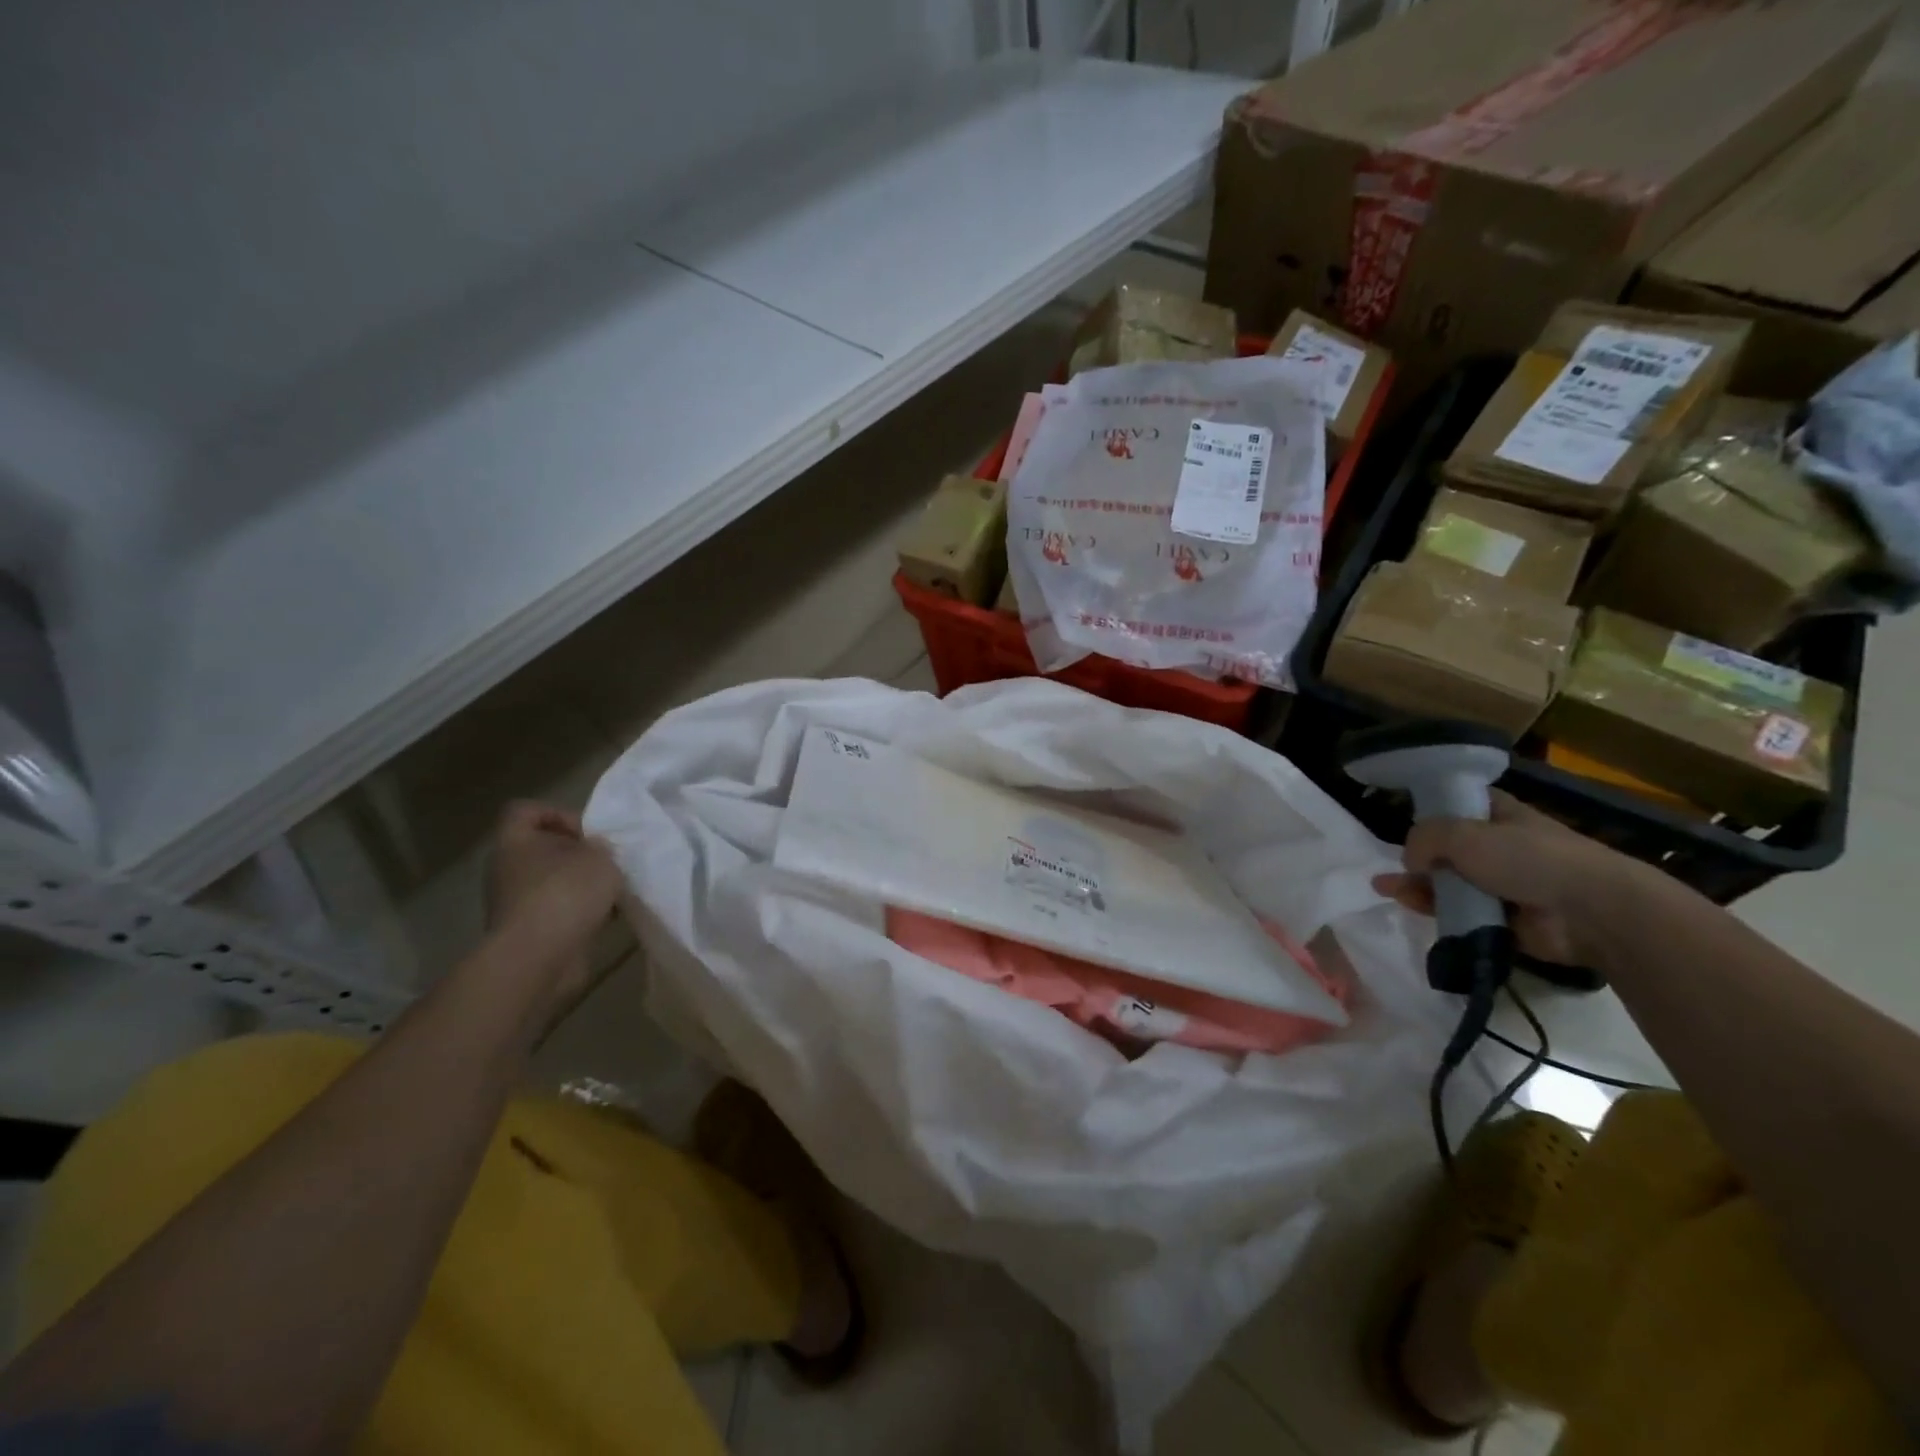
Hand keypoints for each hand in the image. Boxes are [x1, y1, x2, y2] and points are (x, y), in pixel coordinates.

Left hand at [483, 802, 624, 1004]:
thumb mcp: (599, 857)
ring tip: (612, 891)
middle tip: (607, 861)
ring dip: (581, 885)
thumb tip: (595, 851)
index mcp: (514, 842)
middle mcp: (507, 869)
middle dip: (578, 853)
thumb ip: (601, 847)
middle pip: (543, 848)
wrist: (538, 959)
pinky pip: (557, 911)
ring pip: (552, 882)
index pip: (525, 810)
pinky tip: (606, 917)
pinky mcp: (527, 932)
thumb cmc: (565, 894)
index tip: (588, 832)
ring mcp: (514, 903)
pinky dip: (580, 912)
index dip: (558, 813)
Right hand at [1371, 792, 1664, 969]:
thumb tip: (1410, 861)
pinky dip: (1436, 911)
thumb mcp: (1463, 833)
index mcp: (1498, 814)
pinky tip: (1409, 907)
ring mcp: (1502, 884)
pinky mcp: (1503, 920)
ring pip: (1449, 882)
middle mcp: (1499, 846)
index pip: (1458, 803)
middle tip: (1387, 866)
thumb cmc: (1528, 858)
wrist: (1592, 912)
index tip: (1402, 817)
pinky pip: (1460, 913)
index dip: (1430, 808)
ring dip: (1417, 886)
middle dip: (1416, 856)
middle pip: (1446, 848)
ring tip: (1386, 890)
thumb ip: (1424, 838)